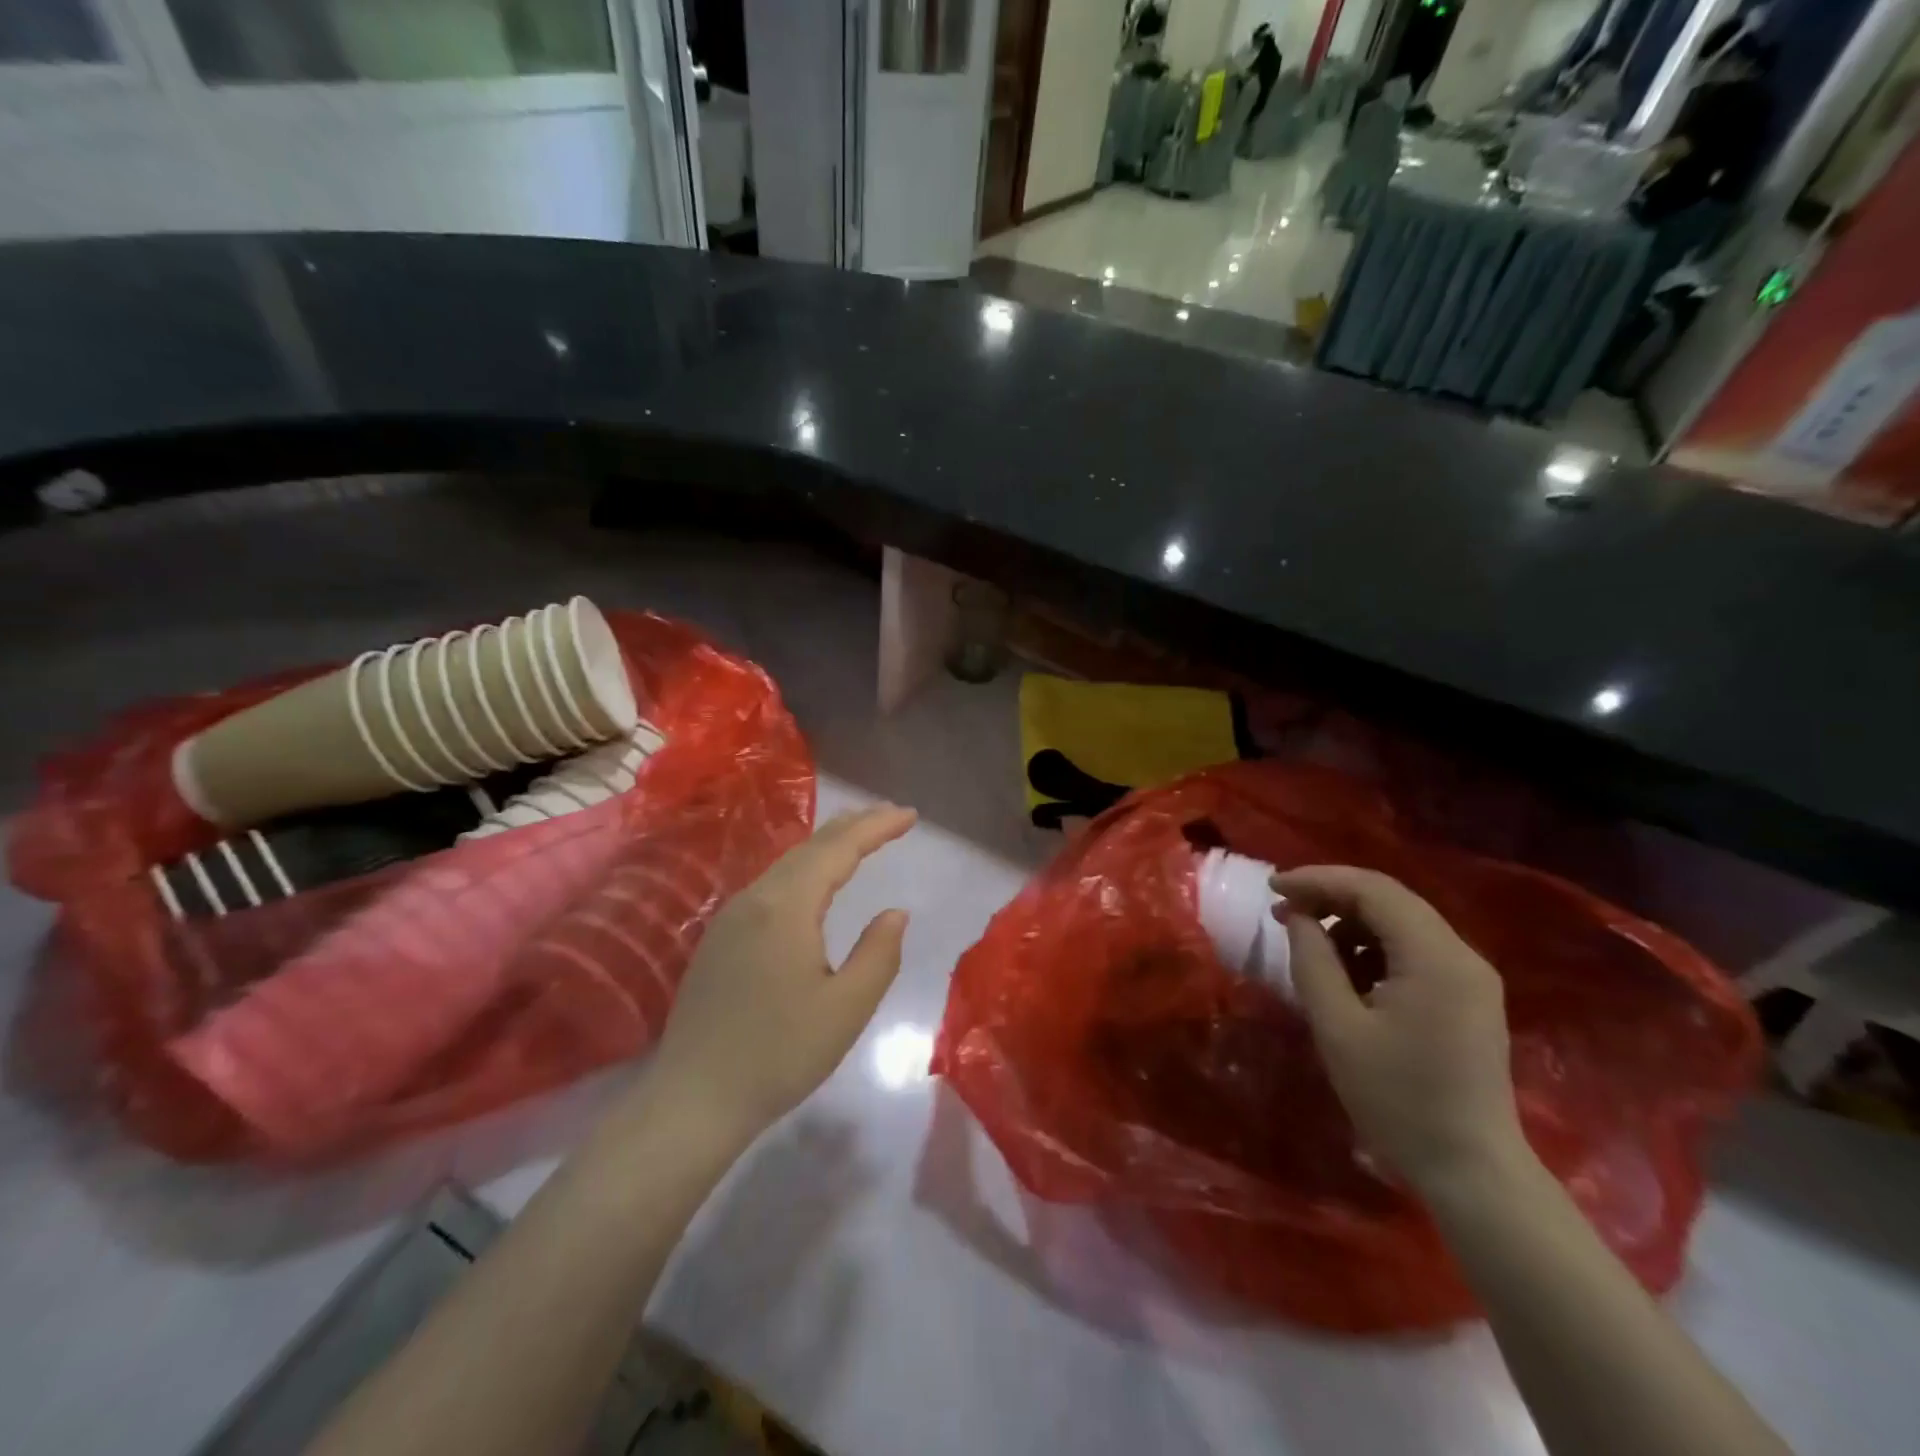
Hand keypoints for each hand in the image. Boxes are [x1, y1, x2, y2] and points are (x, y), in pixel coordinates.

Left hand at [647, 804, 917, 1143]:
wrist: (693, 1099)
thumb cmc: (779, 1055)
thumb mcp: (846, 1009)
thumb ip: (879, 954)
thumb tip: (895, 913)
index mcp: (786, 907)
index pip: (839, 849)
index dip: (876, 827)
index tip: (910, 815)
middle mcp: (755, 898)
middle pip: (810, 846)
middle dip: (854, 826)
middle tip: (891, 816)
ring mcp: (731, 917)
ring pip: (788, 863)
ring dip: (828, 846)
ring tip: (860, 838)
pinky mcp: (720, 938)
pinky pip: (772, 885)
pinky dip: (805, 869)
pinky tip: (814, 882)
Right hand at [1272, 865, 1529, 1200]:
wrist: (1472, 1173)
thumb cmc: (1397, 1100)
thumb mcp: (1337, 1027)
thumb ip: (1313, 960)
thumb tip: (1299, 918)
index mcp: (1436, 957)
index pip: (1373, 890)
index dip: (1318, 879)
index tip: (1273, 888)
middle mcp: (1462, 955)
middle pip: (1390, 900)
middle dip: (1331, 897)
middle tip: (1283, 910)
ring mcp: (1469, 977)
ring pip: (1401, 923)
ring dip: (1350, 922)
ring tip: (1307, 941)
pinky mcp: (1467, 997)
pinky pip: (1413, 951)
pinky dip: (1372, 947)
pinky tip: (1344, 971)